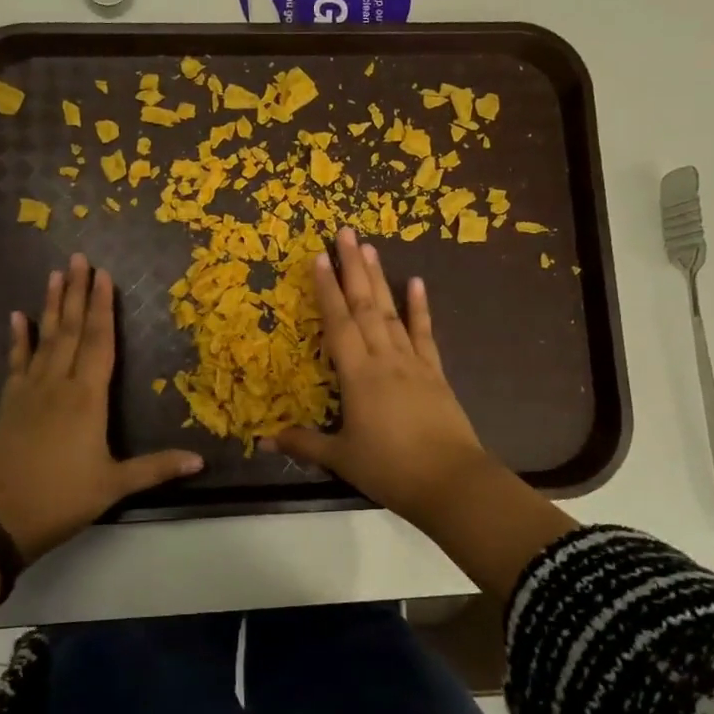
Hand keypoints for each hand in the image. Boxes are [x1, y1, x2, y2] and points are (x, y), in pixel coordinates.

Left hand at [0, 254, 203, 562]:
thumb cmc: (58, 500)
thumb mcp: (112, 486)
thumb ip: (156, 468)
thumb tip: (201, 460)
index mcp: (86, 399)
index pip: (99, 342)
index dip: (104, 308)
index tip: (104, 276)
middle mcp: (58, 385)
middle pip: (71, 330)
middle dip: (78, 293)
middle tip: (78, 258)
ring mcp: (29, 392)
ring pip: (44, 339)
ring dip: (52, 306)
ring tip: (55, 275)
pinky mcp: (9, 405)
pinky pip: (16, 362)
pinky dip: (18, 339)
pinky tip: (17, 318)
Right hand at [265, 228, 500, 524]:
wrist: (450, 482)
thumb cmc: (390, 469)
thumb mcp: (341, 459)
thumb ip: (303, 444)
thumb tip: (263, 439)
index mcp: (357, 375)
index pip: (338, 322)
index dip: (326, 289)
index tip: (318, 256)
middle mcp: (384, 358)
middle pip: (364, 305)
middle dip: (353, 267)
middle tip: (345, 231)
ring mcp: (412, 362)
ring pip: (391, 312)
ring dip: (379, 278)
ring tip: (370, 247)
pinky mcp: (435, 373)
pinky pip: (424, 334)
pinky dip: (420, 308)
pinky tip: (417, 282)